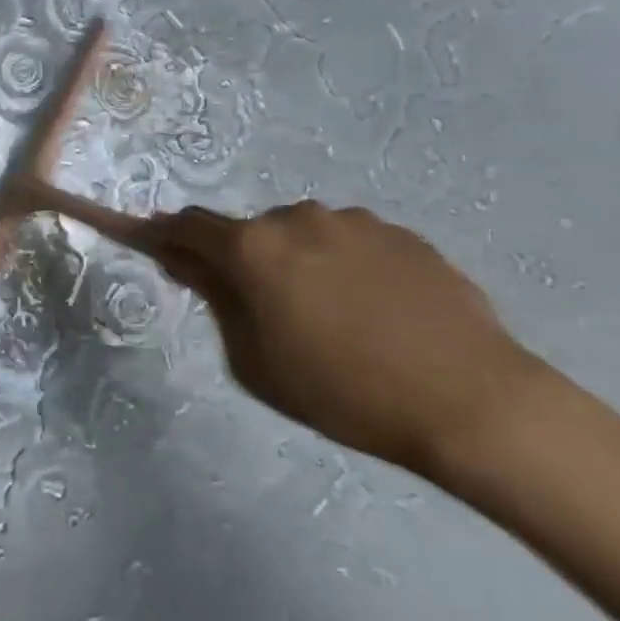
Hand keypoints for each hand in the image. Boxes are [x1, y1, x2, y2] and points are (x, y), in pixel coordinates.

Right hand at [149, 202, 540, 476]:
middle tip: (262, 310)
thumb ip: (217, 302)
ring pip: (303, 236)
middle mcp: (298, 218)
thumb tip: (188, 263)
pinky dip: (344, 267)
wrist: (473, 402)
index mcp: (255, 248)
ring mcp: (354, 221)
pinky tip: (376, 313)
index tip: (145, 238)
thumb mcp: (257, 362)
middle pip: (250, 233)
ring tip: (332, 318)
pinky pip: (352, 243)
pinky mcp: (402, 234)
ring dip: (297, 262)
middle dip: (243, 260)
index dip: (162, 232)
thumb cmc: (346, 391)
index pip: (189, 227)